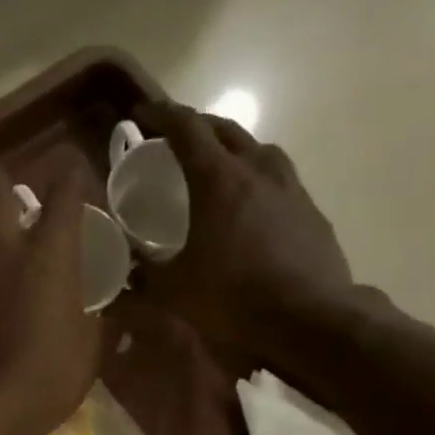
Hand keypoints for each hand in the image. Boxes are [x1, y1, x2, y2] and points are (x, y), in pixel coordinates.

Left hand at [0, 161, 100, 434]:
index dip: (73, 178)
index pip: (65, 191)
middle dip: (4, 181)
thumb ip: (102, 326)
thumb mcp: (91, 354)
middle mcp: (0, 242)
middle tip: (11, 198)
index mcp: (50, 252)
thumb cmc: (46, 380)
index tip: (76, 181)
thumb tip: (113, 321)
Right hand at [130, 100, 353, 364]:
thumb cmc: (234, 298)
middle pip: (224, 130)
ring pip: (257, 150)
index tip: (140, 115)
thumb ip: (144, 278)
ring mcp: (290, 188)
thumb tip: (123, 275)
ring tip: (217, 167)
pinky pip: (279, 179)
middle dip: (196, 127)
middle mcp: (257, 170)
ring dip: (232, 149)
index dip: (160, 116)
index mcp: (218, 179)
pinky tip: (252, 206)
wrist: (310, 320)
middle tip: (174, 139)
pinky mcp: (310, 211)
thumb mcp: (175, 293)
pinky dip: (257, 179)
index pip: (186, 128)